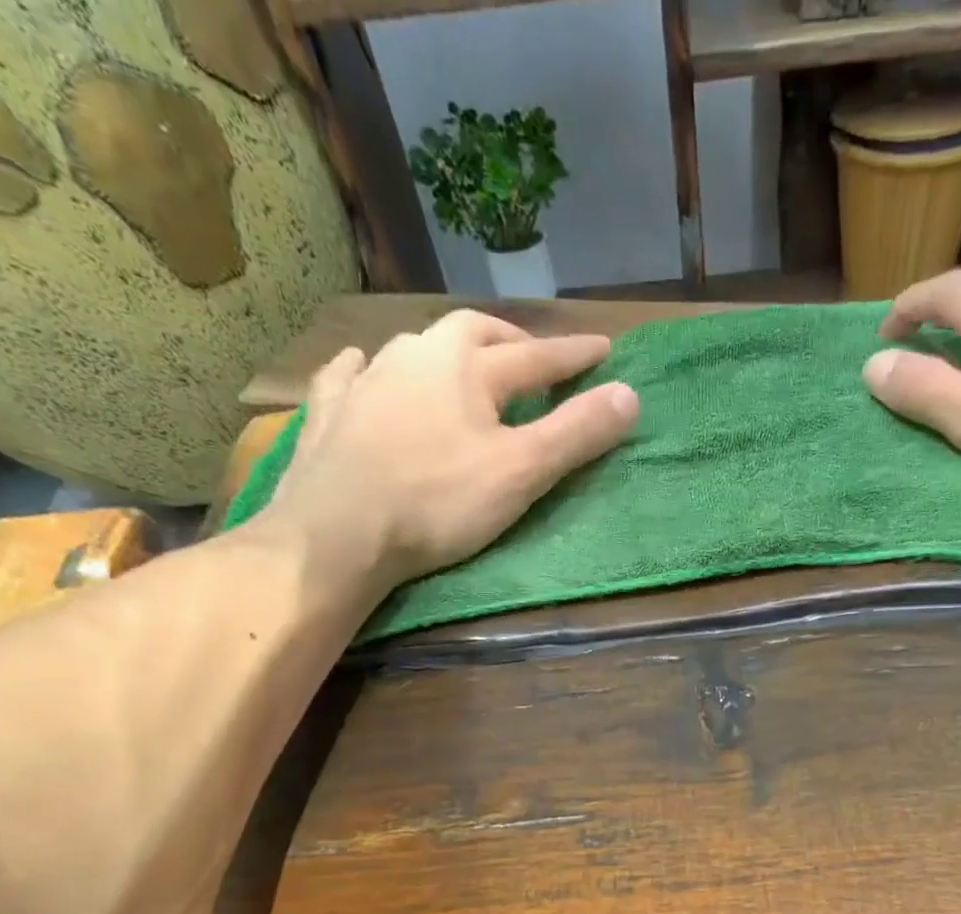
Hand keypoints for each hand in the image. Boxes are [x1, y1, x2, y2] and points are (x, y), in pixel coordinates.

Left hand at [266, 310, 638, 583]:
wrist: (337, 532)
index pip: (536, 357)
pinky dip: (368, 369)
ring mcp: (366, 380)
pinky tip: (363, 368)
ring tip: (460, 366)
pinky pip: (350, 373)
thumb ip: (576, 433)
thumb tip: (631, 394)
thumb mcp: (522, 472)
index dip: (574, 357)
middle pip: (473, 333)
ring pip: (414, 347)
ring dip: (445, 351)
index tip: (604, 350)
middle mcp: (416, 356)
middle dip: (509, 342)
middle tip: (530, 356)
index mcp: (468, 367)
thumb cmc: (437, 502)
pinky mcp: (329, 411)